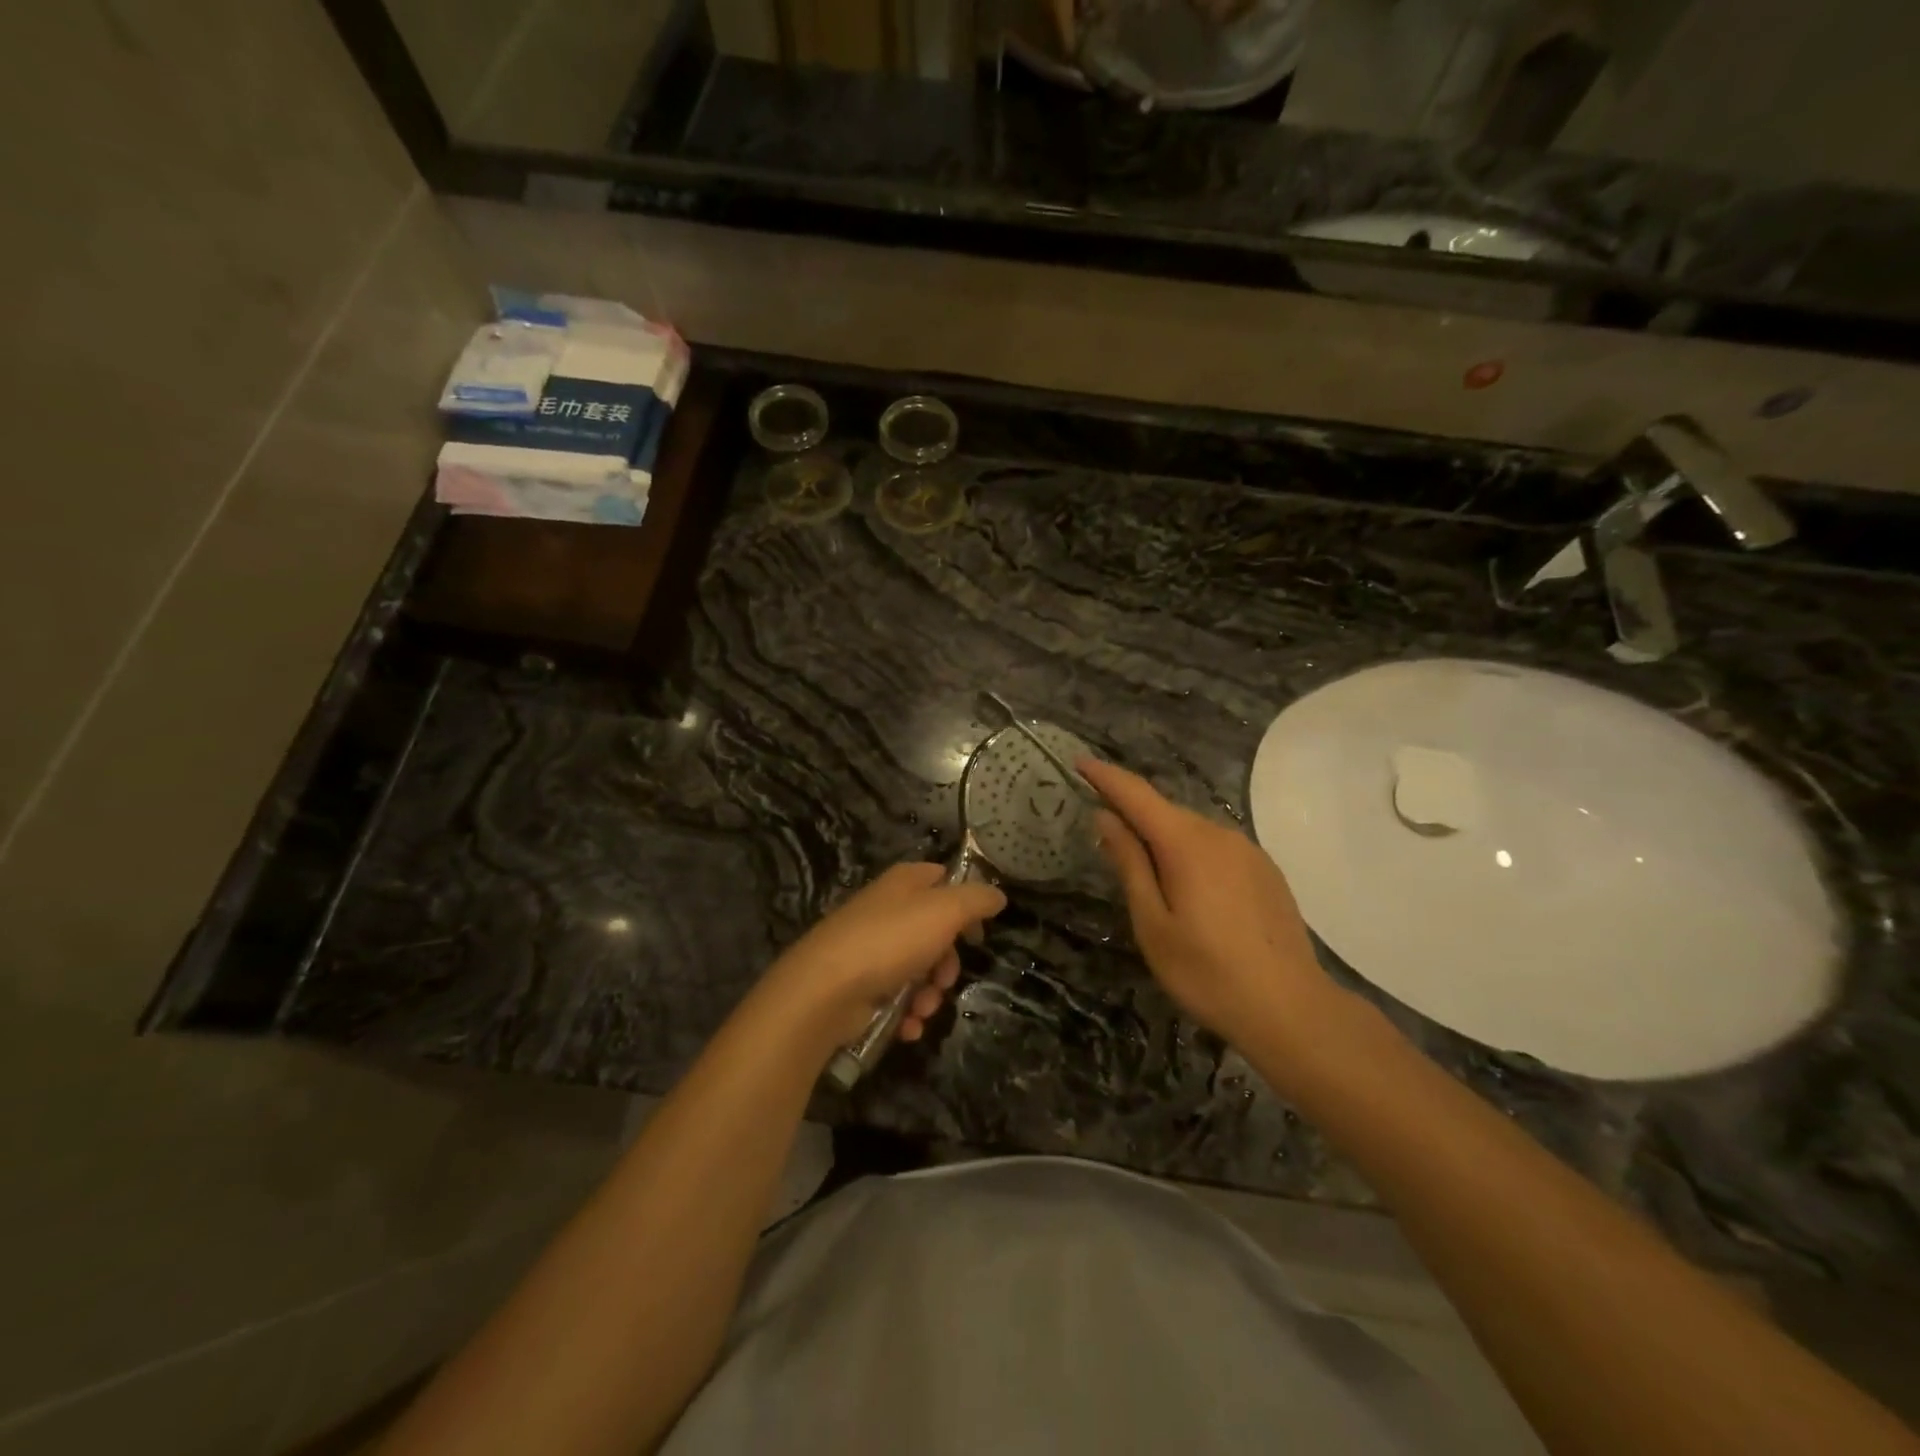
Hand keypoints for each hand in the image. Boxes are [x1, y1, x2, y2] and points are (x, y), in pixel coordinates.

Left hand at [761, 862, 1006, 1057]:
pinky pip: (895, 997)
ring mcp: (870, 948)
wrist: (824, 990)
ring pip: (918, 970)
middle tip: (945, 979)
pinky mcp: (859, 985)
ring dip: (929, 995)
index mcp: (904, 883)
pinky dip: (906, 1013)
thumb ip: (976, 900)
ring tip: (922, 1008)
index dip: (965, 903)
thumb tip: (998, 896)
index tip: (977, 931)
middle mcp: (886, 910)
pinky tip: (906, 1025)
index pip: (942, 878)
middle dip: (947, 963)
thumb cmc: (889, 941)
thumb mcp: (944, 912)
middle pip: (934, 933)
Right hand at [1079, 758, 1335, 1045]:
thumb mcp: (1153, 923)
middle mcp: (1219, 834)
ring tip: (1145, 871)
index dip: (1106, 776)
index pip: (1137, 795)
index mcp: (1187, 844)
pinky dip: (1191, 853)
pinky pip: (1216, 848)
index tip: (1080, 762)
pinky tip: (1190, 890)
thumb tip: (1106, 817)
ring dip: (1162, 837)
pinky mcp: (1266, 870)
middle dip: (1132, 813)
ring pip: (1192, 830)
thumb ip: (1129, 864)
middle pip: (1165, 811)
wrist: (1291, 1010)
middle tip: (1103, 832)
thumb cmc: (1207, 973)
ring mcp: (1248, 851)